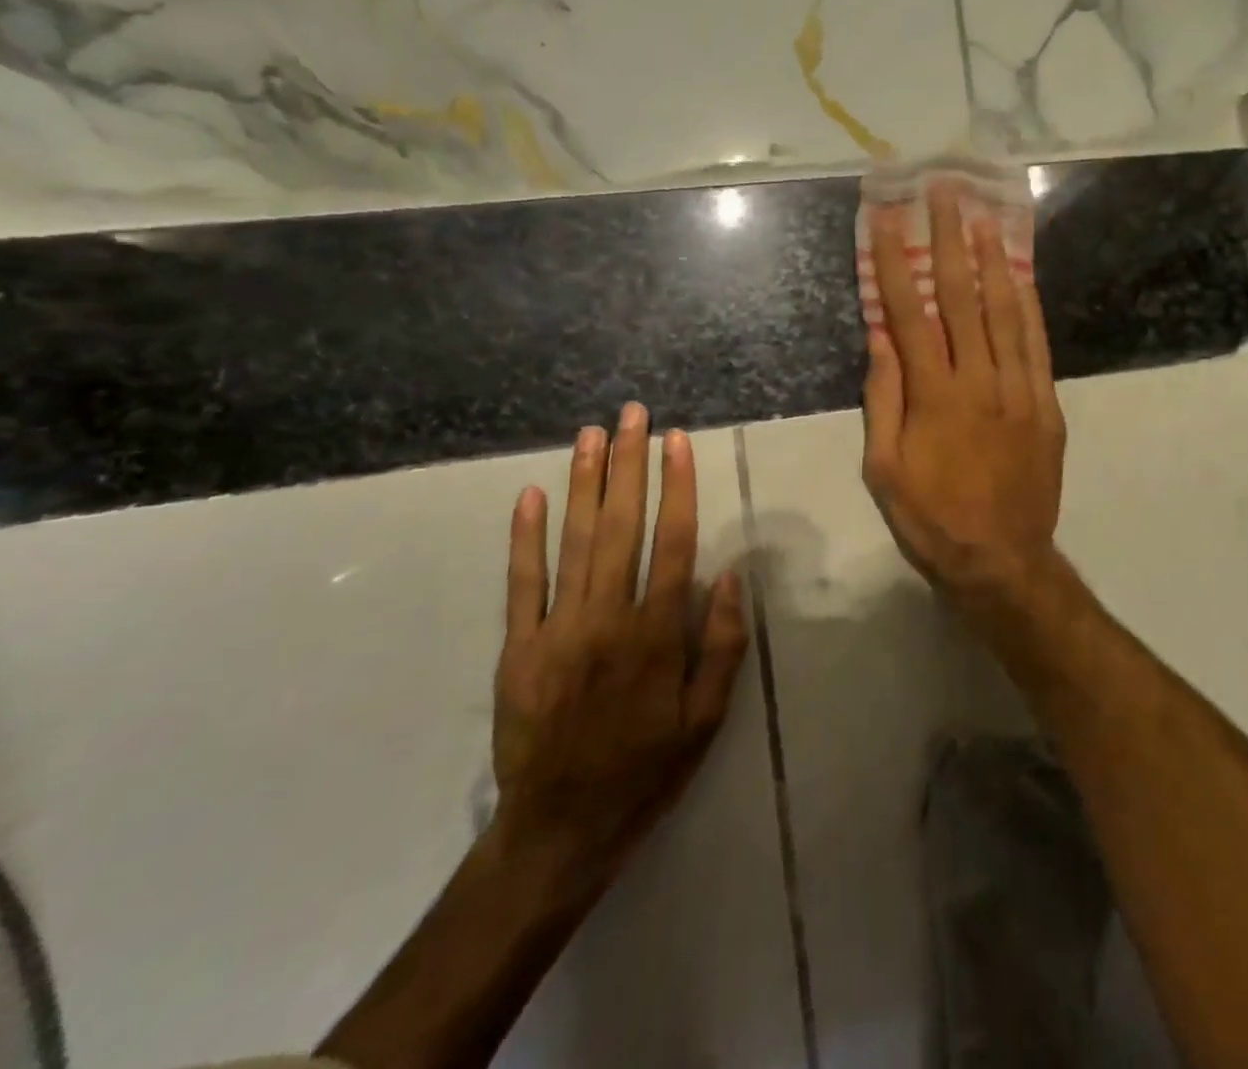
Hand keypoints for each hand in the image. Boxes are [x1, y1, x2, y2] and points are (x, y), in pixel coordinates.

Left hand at [490, 405, 749, 890]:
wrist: (559, 831)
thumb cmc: (646, 771)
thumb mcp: (705, 719)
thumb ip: (720, 645)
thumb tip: (729, 575)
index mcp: (656, 633)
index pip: (673, 541)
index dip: (676, 486)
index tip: (676, 442)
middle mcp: (607, 618)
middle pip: (621, 526)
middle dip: (628, 465)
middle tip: (631, 415)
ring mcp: (557, 629)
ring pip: (573, 542)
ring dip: (583, 484)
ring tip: (591, 436)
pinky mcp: (518, 648)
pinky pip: (522, 583)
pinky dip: (525, 537)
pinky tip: (530, 496)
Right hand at [861, 182, 1067, 627]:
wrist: (1001, 560)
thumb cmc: (931, 519)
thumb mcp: (884, 469)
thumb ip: (884, 399)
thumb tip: (880, 338)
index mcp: (932, 396)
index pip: (910, 314)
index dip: (895, 262)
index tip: (887, 219)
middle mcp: (978, 381)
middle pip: (962, 298)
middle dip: (950, 240)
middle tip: (946, 193)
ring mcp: (1019, 390)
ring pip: (1006, 312)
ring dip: (994, 260)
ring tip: (985, 217)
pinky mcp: (1046, 405)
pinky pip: (1037, 345)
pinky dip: (1029, 305)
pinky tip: (1021, 275)